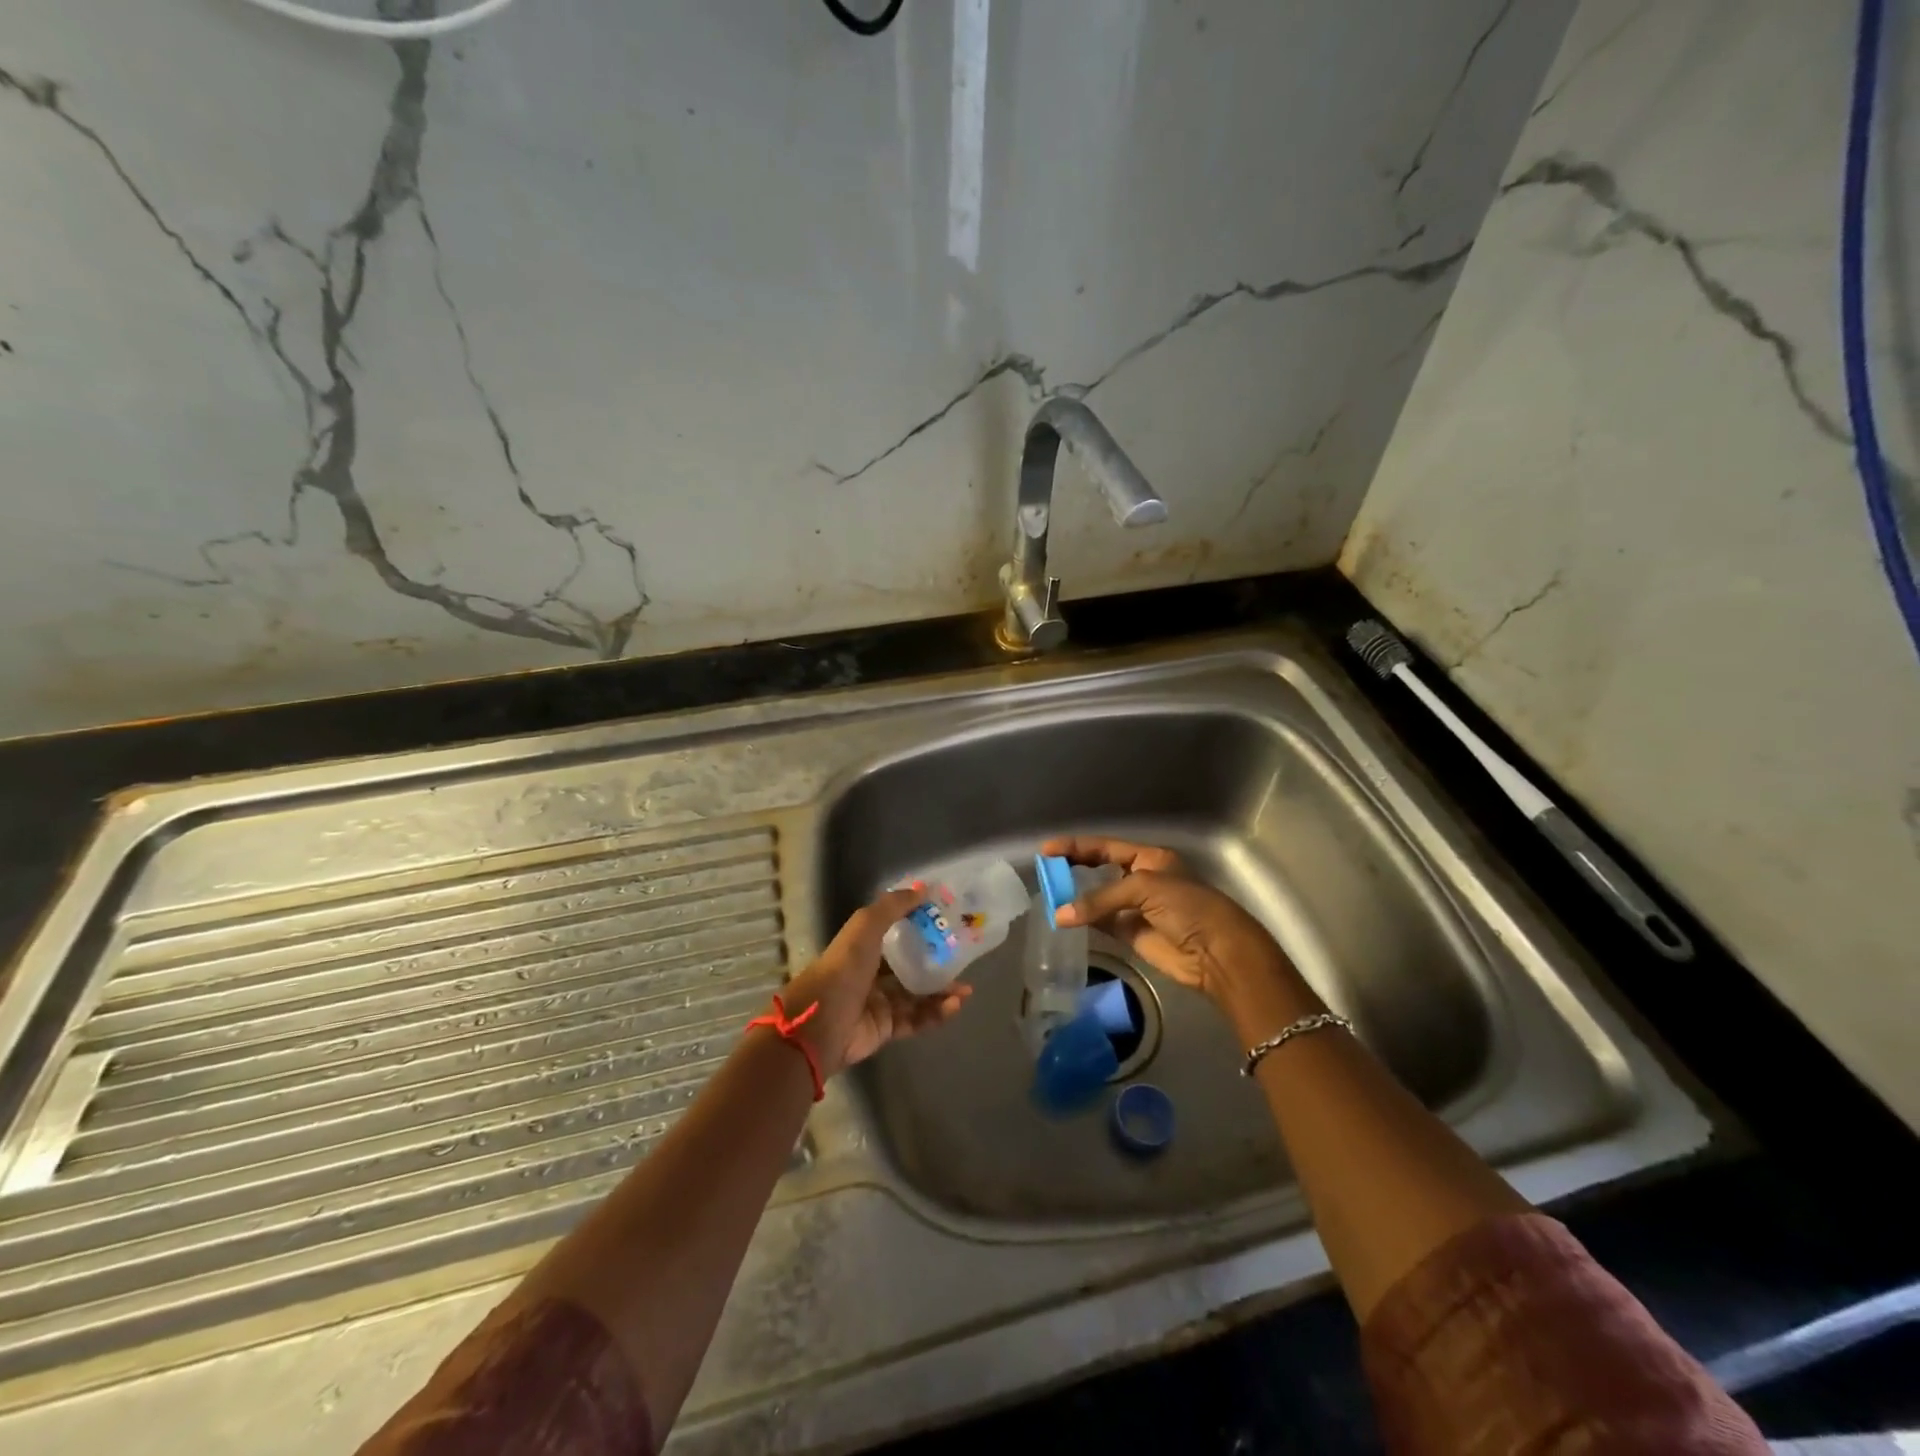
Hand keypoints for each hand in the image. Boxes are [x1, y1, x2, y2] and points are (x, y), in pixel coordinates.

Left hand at [780, 888, 972, 1076]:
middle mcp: (870, 975)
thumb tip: (924, 888)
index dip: (919, 929)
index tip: (947, 924)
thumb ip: (893, 906)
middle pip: (910, 967)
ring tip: (966, 990)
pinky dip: (936, 1013)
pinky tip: (954, 1005)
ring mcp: (878, 1004)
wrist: (819, 1025)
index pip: (895, 936)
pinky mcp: (886, 1030)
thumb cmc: (843, 969)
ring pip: (917, 996)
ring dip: (942, 991)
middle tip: (963, 961)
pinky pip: (916, 1020)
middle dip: (937, 964)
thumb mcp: (865, 927)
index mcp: (862, 949)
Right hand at [1041, 836, 1302, 1015]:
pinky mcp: (1133, 934)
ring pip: (1099, 898)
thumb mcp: (1145, 889)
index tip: (1047, 849)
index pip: (1106, 847)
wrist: (1219, 953)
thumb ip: (1101, 899)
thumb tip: (1061, 915)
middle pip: (1100, 869)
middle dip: (1073, 868)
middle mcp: (1142, 879)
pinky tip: (1065, 917)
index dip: (1076, 847)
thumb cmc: (1188, 907)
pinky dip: (1085, 920)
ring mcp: (1137, 908)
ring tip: (1048, 894)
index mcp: (1150, 858)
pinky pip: (1103, 923)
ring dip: (1076, 897)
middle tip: (1045, 871)